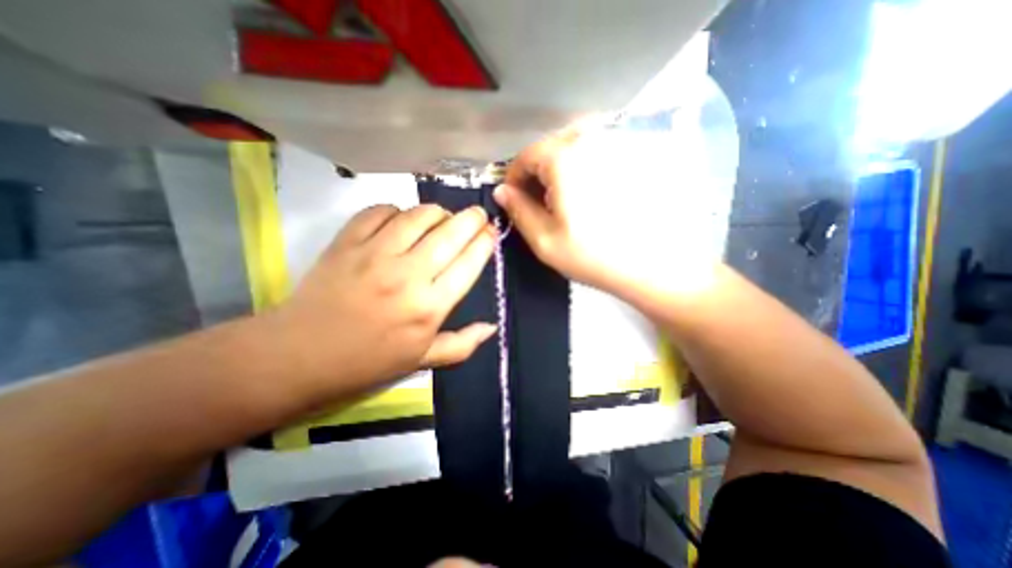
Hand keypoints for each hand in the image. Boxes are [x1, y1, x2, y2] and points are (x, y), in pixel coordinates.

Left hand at [273, 203, 496, 398]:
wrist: (300, 355)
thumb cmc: (368, 361)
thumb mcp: (422, 360)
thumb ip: (463, 344)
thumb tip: (492, 327)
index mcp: (430, 306)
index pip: (469, 263)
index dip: (485, 242)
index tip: (491, 232)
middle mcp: (408, 275)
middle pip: (450, 233)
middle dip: (471, 218)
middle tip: (477, 214)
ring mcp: (375, 254)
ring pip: (418, 216)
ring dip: (437, 212)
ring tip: (442, 217)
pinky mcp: (347, 242)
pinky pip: (380, 211)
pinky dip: (396, 211)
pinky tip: (401, 221)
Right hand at [498, 124, 719, 298]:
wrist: (652, 265)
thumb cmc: (592, 255)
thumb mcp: (544, 239)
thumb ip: (518, 211)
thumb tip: (501, 192)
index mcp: (564, 157)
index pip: (525, 156)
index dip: (514, 179)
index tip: (513, 200)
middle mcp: (591, 139)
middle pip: (549, 148)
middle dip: (536, 174)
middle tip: (538, 204)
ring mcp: (616, 144)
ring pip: (572, 148)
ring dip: (559, 170)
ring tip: (563, 201)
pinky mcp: (633, 155)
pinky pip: (595, 152)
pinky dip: (582, 168)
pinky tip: (588, 195)